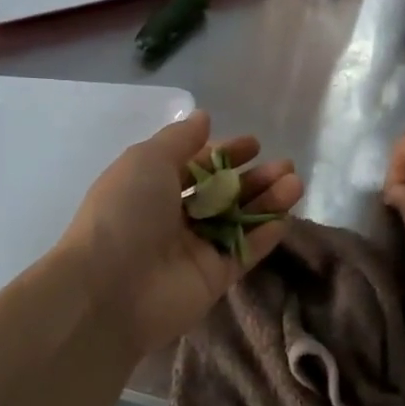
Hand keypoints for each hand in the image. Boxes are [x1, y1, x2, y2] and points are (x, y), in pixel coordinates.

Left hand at [58, 110, 302, 356]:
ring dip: (266, 201)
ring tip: (294, 184)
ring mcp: (194, 249)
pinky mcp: (212, 278)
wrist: (110, 288)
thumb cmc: (126, 213)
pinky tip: (284, 218)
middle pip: (223, 193)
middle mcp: (174, 217)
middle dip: (254, 177)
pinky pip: (243, 253)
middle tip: (285, 166)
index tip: (255, 144)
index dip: (225, 153)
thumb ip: (180, 139)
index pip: (196, 166)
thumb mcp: (147, 160)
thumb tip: (203, 117)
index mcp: (152, 187)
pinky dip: (263, 236)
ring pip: (238, 220)